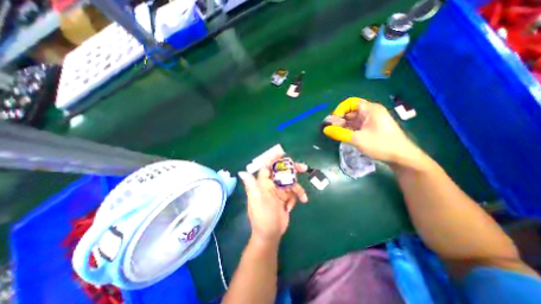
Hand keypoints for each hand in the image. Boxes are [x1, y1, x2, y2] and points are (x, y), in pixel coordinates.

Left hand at [237, 158, 307, 245]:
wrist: (270, 234)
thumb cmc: (262, 216)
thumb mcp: (256, 200)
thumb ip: (251, 185)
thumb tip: (241, 172)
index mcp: (263, 183)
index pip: (267, 167)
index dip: (273, 159)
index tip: (282, 153)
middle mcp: (271, 185)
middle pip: (282, 172)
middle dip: (293, 170)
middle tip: (303, 167)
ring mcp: (279, 192)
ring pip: (291, 183)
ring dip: (298, 189)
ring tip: (303, 197)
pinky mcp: (286, 198)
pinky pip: (293, 193)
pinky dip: (295, 198)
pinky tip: (291, 208)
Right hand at [323, 98, 424, 166]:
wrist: (401, 157)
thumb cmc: (381, 145)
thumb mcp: (358, 139)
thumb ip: (340, 133)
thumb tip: (325, 130)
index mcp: (370, 109)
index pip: (350, 103)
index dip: (340, 110)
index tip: (334, 121)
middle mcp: (371, 112)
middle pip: (351, 111)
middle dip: (340, 119)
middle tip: (332, 129)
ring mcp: (372, 120)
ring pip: (353, 119)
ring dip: (344, 125)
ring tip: (336, 133)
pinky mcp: (372, 128)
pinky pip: (357, 125)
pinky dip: (349, 129)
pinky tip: (344, 135)